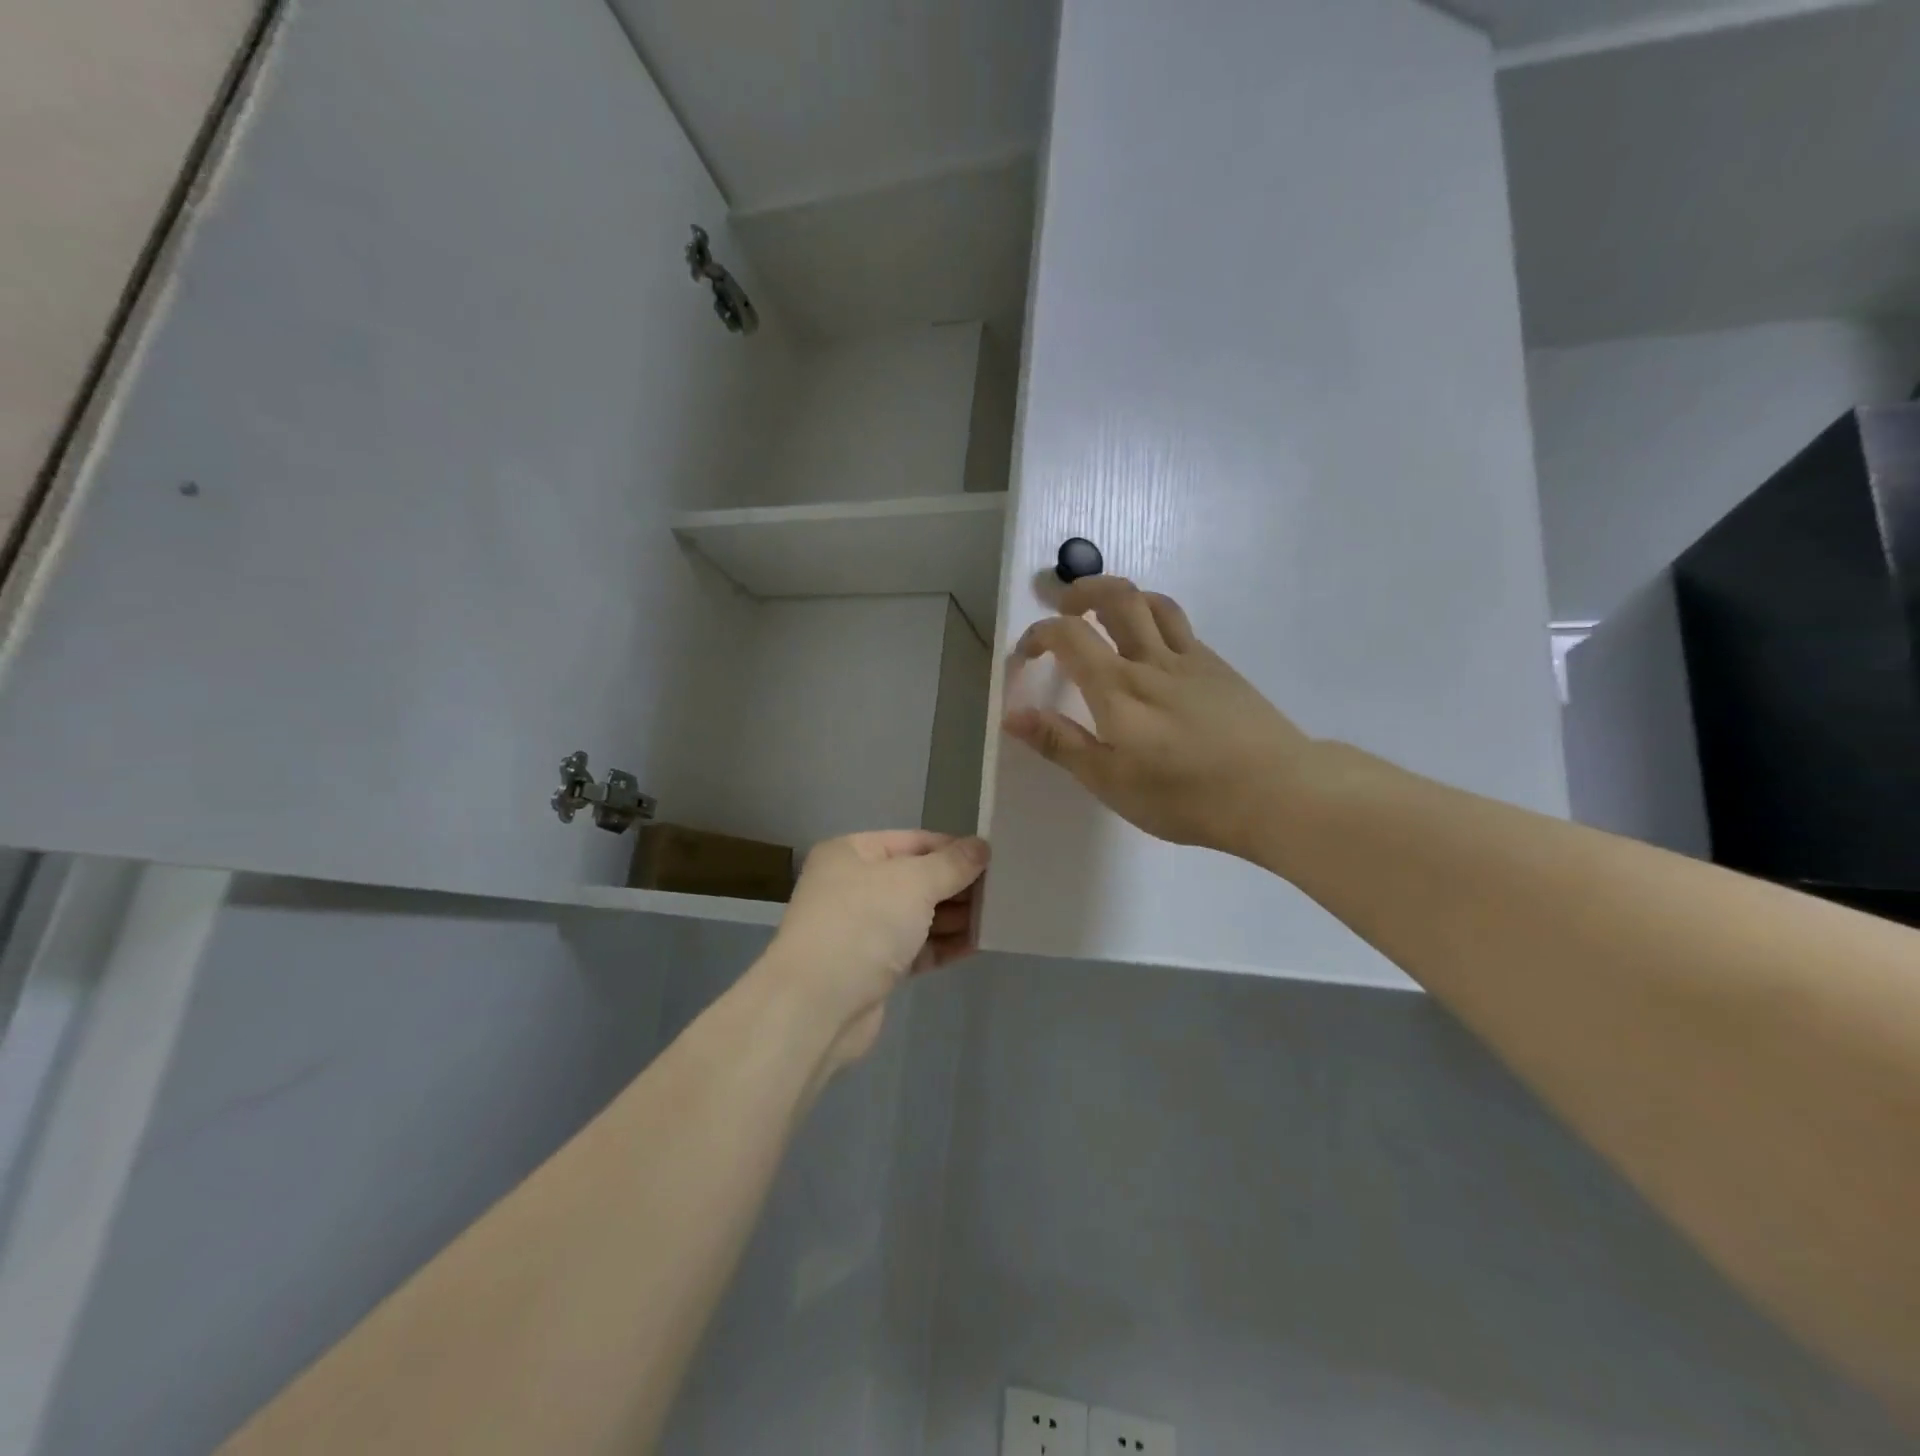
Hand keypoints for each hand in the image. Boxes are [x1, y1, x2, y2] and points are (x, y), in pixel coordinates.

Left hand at [761, 830, 989, 1067]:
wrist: (816, 1007)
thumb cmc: (863, 925)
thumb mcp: (914, 883)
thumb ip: (952, 864)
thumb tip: (982, 847)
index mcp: (852, 853)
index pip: (913, 841)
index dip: (953, 848)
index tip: (993, 858)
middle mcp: (853, 886)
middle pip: (916, 878)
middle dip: (957, 884)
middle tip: (1003, 890)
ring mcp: (861, 929)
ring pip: (917, 915)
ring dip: (954, 916)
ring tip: (997, 916)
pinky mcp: (872, 968)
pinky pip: (915, 948)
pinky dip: (942, 945)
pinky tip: (976, 944)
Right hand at [1003, 577, 1313, 861]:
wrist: (1276, 792)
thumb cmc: (1185, 796)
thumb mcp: (1111, 781)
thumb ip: (1061, 743)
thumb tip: (1012, 714)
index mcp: (1118, 687)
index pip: (1069, 636)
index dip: (1039, 634)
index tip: (1026, 655)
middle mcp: (1152, 660)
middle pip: (1117, 597)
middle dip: (1082, 592)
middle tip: (1065, 608)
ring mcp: (1192, 659)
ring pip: (1153, 603)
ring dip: (1122, 596)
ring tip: (1107, 615)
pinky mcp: (1220, 668)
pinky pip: (1181, 627)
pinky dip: (1155, 621)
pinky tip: (1154, 651)